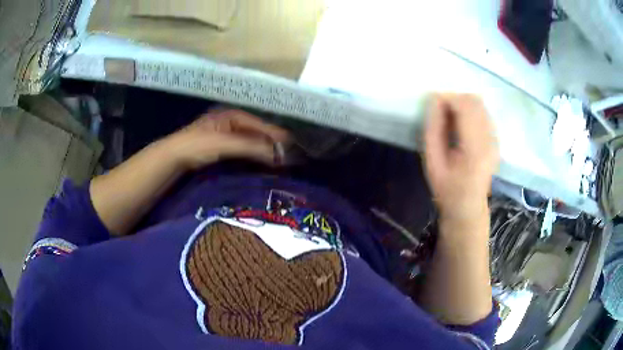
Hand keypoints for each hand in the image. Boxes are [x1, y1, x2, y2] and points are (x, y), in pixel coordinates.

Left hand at [159, 109, 289, 169]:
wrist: (174, 156)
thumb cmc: (198, 145)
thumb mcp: (225, 144)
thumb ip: (251, 146)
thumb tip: (277, 153)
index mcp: (232, 116)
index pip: (259, 124)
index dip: (275, 134)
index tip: (291, 144)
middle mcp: (231, 122)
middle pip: (256, 131)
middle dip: (271, 142)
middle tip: (287, 154)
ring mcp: (225, 134)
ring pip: (250, 141)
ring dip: (263, 149)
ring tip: (278, 160)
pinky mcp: (221, 147)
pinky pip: (242, 149)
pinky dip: (252, 155)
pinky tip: (259, 162)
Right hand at [424, 94, 498, 225]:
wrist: (468, 205)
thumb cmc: (447, 187)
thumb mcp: (432, 160)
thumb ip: (433, 128)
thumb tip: (434, 99)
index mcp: (474, 148)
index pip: (465, 107)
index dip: (448, 98)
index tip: (433, 101)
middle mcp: (490, 139)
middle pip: (475, 101)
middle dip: (455, 98)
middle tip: (441, 110)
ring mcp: (495, 139)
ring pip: (481, 105)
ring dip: (463, 104)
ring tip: (451, 117)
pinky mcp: (496, 139)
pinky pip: (484, 113)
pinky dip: (471, 111)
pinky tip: (462, 124)